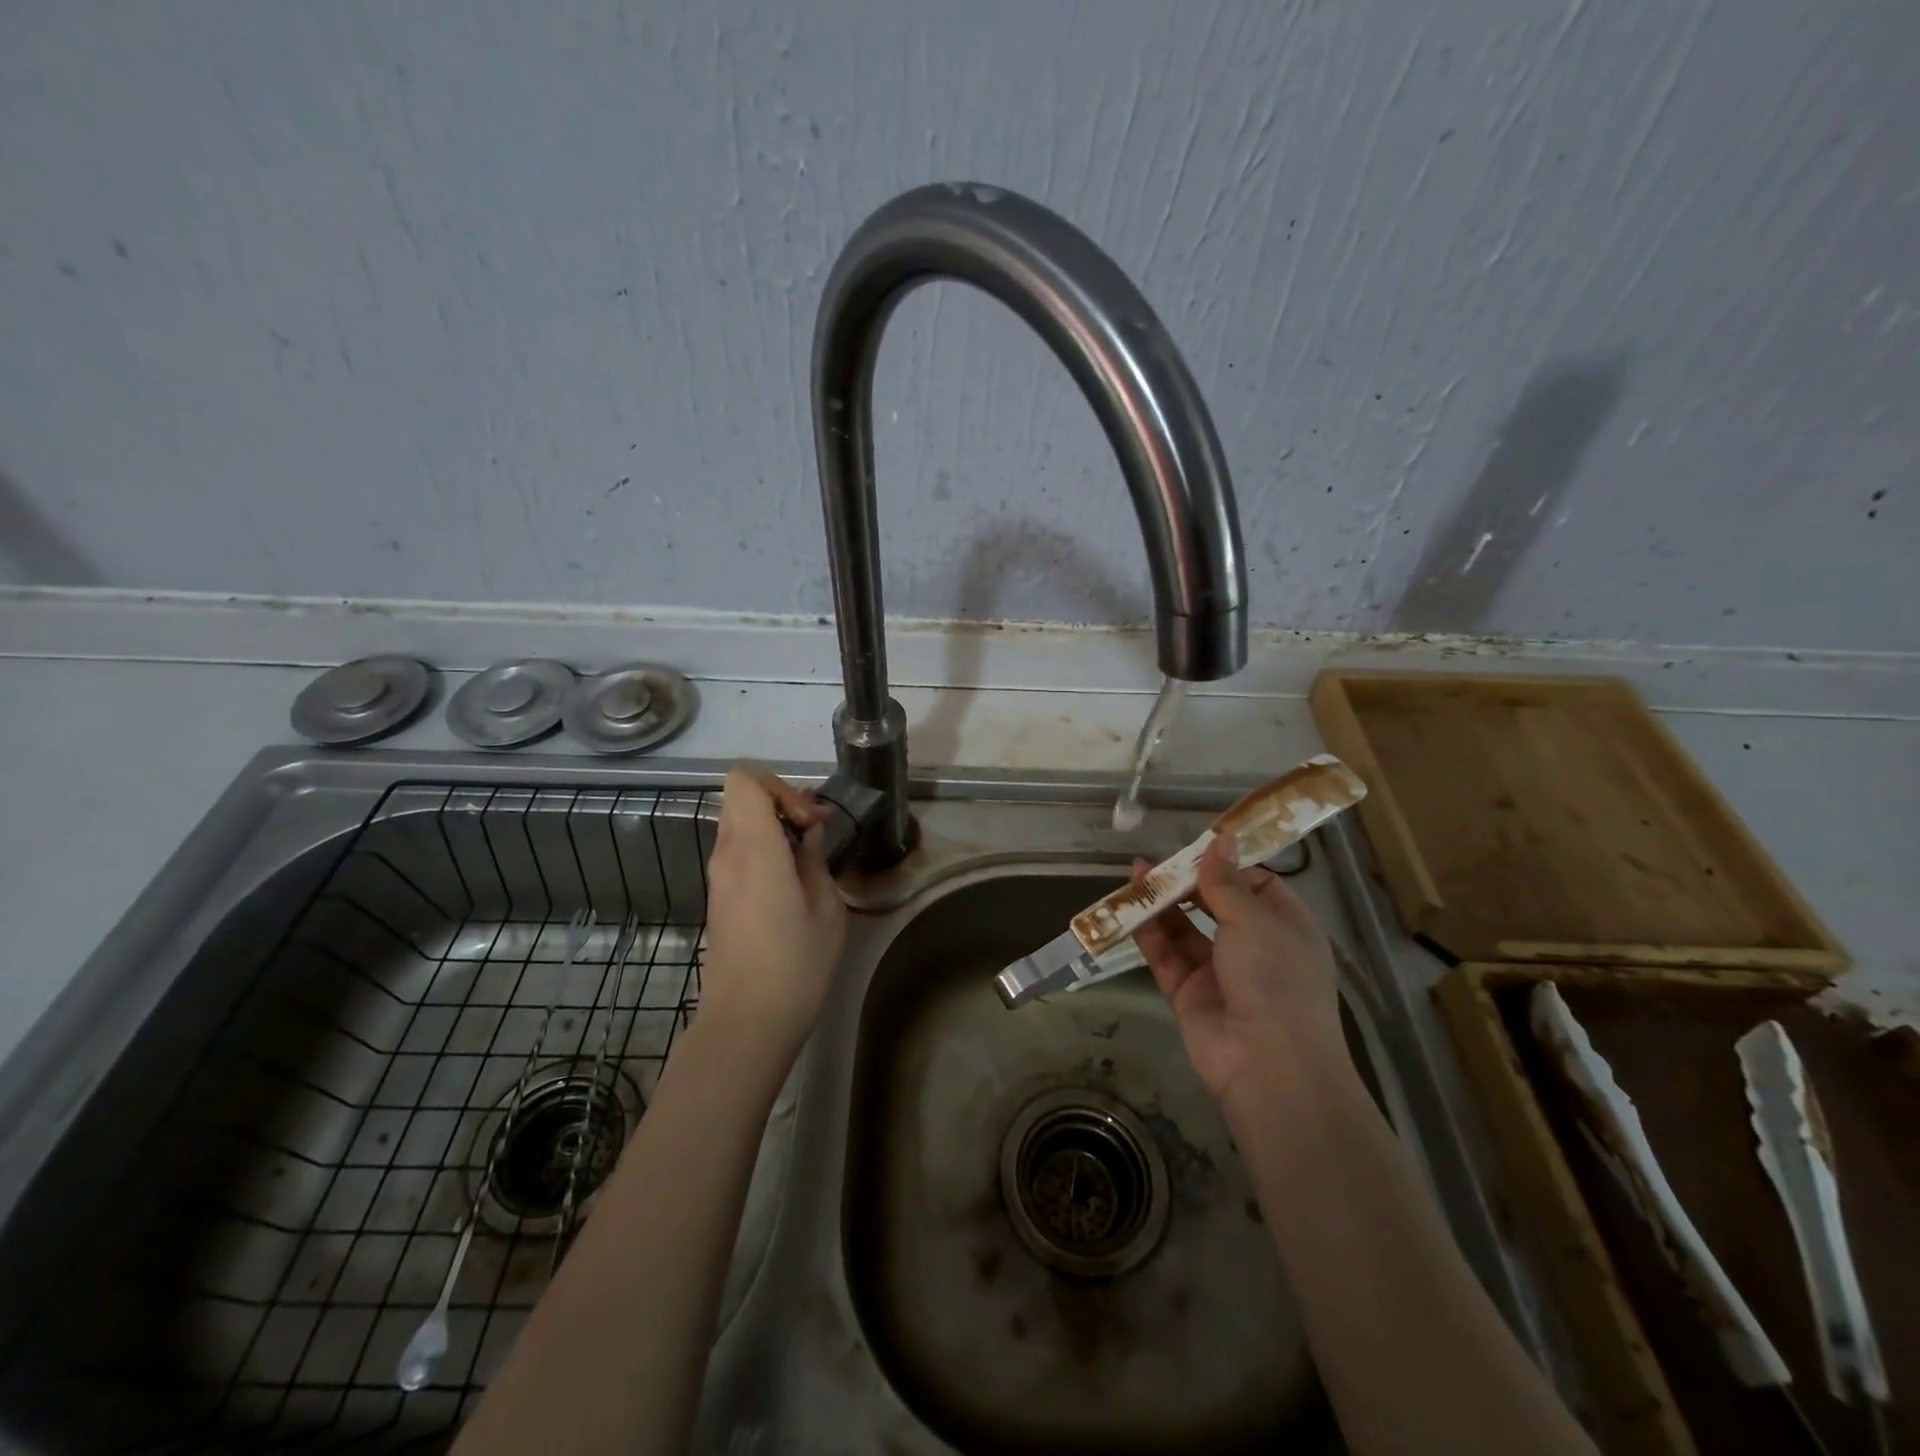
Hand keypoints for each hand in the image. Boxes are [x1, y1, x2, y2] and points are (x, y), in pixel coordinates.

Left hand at [700, 766, 847, 1057]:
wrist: (746, 1023)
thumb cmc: (795, 965)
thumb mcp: (825, 908)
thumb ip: (814, 859)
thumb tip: (807, 832)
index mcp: (754, 849)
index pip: (743, 779)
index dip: (779, 785)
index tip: (810, 819)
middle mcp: (727, 854)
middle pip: (740, 797)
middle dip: (780, 801)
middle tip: (815, 830)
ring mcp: (718, 876)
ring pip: (738, 823)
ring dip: (772, 825)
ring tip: (808, 853)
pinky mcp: (718, 896)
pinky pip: (737, 850)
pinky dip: (763, 847)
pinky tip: (791, 877)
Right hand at [1132, 833, 1348, 1111]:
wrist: (1268, 1065)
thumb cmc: (1275, 979)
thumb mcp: (1254, 920)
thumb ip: (1226, 881)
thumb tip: (1221, 839)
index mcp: (1286, 928)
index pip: (1257, 885)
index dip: (1228, 865)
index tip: (1197, 847)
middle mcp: (1255, 948)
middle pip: (1216, 906)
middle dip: (1187, 882)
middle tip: (1157, 860)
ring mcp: (1220, 973)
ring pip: (1186, 930)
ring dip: (1162, 904)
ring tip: (1134, 875)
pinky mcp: (1189, 995)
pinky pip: (1166, 957)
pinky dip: (1148, 934)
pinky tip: (1128, 910)